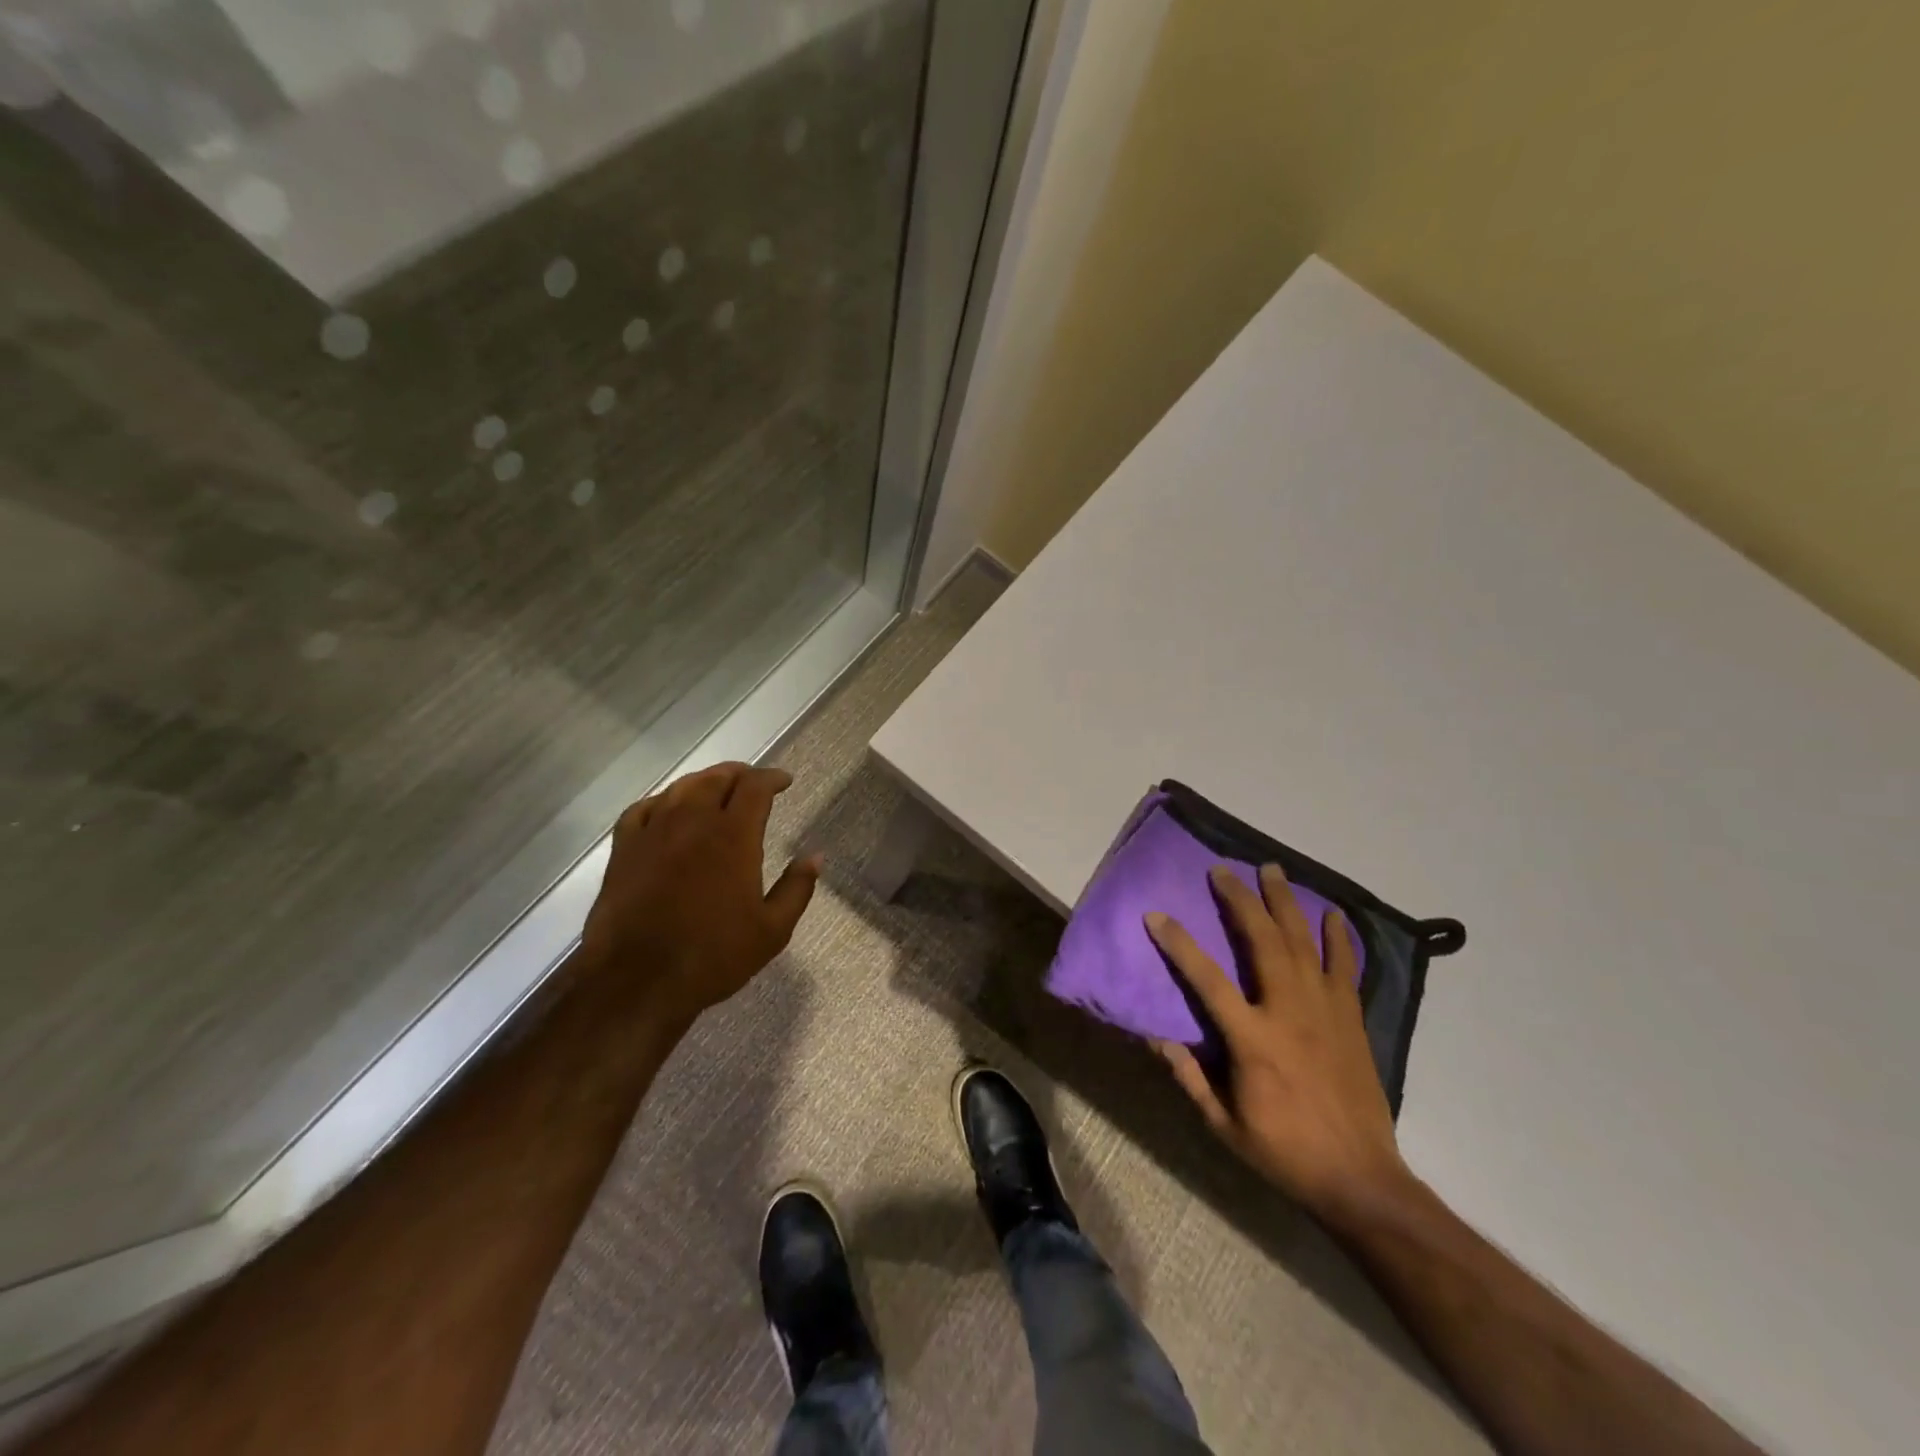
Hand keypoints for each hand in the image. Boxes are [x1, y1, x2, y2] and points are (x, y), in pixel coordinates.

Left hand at [579, 762, 818, 1025]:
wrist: (637, 981)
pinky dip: (662, 801)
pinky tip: (668, 809)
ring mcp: (653, 833)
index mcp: (733, 836)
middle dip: (740, 774)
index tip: (784, 781)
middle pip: (717, 778)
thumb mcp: (772, 930)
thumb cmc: (713, 956)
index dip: (772, 778)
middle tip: (753, 783)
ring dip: (704, 781)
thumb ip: (797, 888)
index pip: (755, 787)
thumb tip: (816, 856)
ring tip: (716, 788)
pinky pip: (643, 809)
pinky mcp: (624, 850)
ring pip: (681, 788)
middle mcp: (693, 822)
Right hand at [1145, 864, 1410, 1216]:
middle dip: (1240, 901)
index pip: (1207, 980)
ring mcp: (1325, 1011)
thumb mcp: (1224, 1125)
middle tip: (1223, 871)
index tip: (1157, 915)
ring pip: (1303, 943)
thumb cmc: (1285, 1153)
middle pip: (1262, 942)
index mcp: (1252, 1040)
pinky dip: (1338, 938)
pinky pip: (1344, 968)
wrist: (1361, 1179)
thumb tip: (1156, 1037)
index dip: (1179, 944)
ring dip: (1285, 903)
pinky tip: (1332, 915)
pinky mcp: (1351, 1019)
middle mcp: (1288, 1013)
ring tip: (1273, 871)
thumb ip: (1190, 1077)